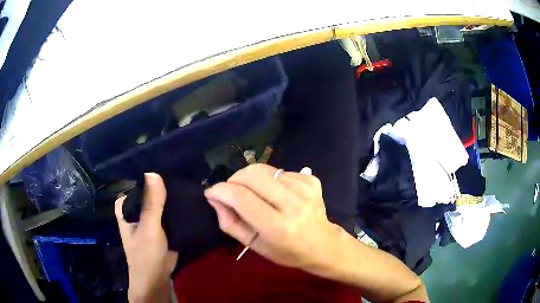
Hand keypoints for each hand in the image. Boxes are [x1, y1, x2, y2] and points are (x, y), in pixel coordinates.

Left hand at [115, 173, 177, 302]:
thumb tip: (154, 172)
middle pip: (151, 191)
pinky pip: (168, 212)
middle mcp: (135, 209)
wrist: (156, 280)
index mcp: (126, 206)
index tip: (172, 167)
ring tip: (190, 185)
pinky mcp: (159, 226)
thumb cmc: (146, 255)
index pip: (140, 183)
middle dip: (166, 186)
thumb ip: (152, 203)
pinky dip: (177, 208)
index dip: (154, 177)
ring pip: (161, 201)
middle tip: (185, 175)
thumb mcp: (149, 228)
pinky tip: (190, 200)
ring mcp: (147, 218)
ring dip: (173, 197)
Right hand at [204, 164, 340, 269]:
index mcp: (278, 227)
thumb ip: (229, 223)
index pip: (242, 198)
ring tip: (255, 194)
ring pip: (264, 169)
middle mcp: (294, 204)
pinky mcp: (311, 180)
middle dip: (233, 179)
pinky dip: (269, 180)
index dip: (221, 190)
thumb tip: (214, 197)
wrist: (323, 244)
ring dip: (251, 179)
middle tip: (231, 192)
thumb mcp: (254, 245)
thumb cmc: (286, 251)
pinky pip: (279, 171)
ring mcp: (305, 188)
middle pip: (252, 175)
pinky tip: (276, 194)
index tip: (211, 192)